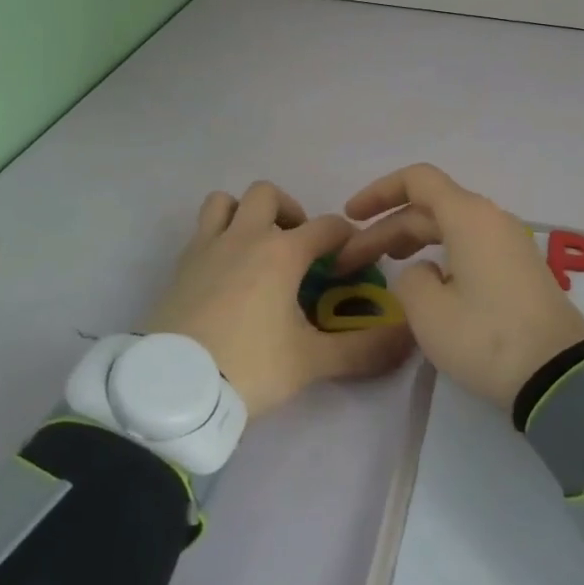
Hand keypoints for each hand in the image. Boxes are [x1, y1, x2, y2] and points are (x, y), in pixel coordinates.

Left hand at [135, 181, 413, 417]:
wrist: (173, 388)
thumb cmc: (248, 367)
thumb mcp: (311, 362)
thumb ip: (363, 350)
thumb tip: (410, 340)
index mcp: (281, 252)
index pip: (326, 226)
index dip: (344, 239)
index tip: (348, 262)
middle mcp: (244, 237)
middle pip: (269, 195)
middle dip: (291, 213)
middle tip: (298, 248)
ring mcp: (207, 246)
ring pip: (225, 201)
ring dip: (245, 213)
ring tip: (257, 246)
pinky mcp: (180, 264)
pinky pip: (201, 229)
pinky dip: (217, 234)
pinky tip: (225, 270)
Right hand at [336, 164, 583, 410]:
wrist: (558, 375)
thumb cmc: (485, 337)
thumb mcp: (428, 311)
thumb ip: (409, 279)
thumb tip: (424, 271)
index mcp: (469, 216)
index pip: (417, 180)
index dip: (379, 192)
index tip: (350, 216)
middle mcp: (491, 219)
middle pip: (429, 207)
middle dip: (386, 228)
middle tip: (352, 261)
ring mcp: (509, 244)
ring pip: (449, 227)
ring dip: (411, 240)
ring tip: (382, 264)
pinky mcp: (518, 269)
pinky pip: (469, 245)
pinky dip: (439, 253)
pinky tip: (424, 280)